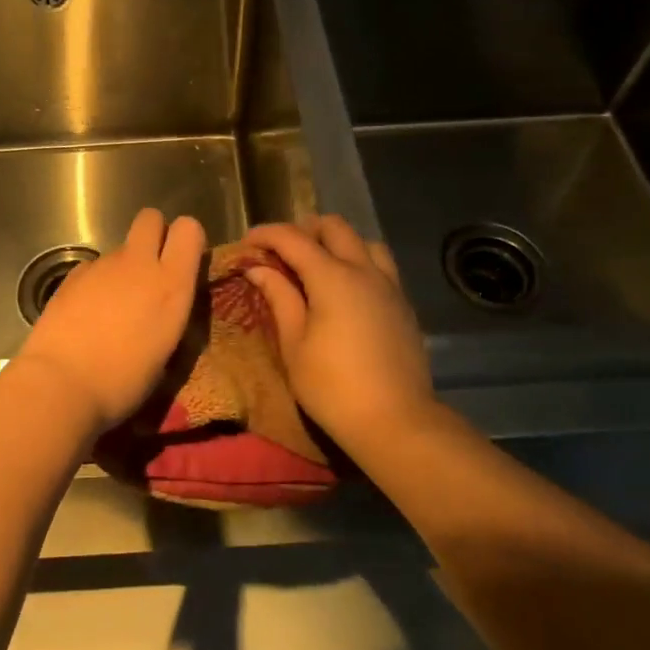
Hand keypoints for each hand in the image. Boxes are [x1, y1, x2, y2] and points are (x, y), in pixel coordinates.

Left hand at [8, 208, 206, 434]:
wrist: (61, 384)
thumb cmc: (123, 381)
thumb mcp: (165, 353)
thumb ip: (170, 315)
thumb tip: (165, 305)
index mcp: (171, 284)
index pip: (189, 229)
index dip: (186, 240)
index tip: (182, 262)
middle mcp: (138, 264)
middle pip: (150, 218)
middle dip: (153, 235)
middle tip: (150, 270)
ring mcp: (102, 266)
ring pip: (120, 250)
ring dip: (121, 269)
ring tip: (111, 309)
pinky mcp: (72, 275)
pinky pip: (93, 268)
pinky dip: (94, 284)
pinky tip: (86, 315)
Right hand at [242, 216, 435, 450]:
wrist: (396, 422)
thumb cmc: (333, 387)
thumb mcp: (294, 345)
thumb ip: (279, 298)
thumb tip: (258, 268)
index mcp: (332, 277)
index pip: (292, 238)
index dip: (265, 234)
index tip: (246, 244)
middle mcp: (364, 270)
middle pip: (333, 227)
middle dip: (303, 230)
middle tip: (281, 254)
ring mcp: (389, 285)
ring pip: (363, 242)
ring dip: (337, 243)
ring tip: (317, 267)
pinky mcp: (403, 304)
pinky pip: (381, 266)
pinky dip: (358, 263)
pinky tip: (346, 291)